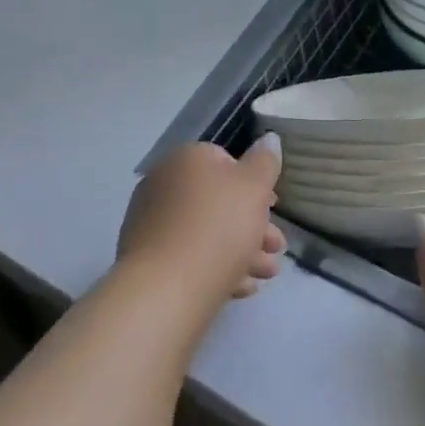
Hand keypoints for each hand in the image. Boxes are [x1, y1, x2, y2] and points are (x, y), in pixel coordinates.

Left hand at [117, 138, 285, 308]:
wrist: (166, 287)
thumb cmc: (218, 227)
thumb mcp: (254, 188)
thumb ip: (265, 162)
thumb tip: (269, 138)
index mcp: (187, 159)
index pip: (225, 161)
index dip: (255, 184)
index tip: (274, 208)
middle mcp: (164, 183)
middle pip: (218, 201)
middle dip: (253, 224)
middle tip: (276, 247)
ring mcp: (152, 221)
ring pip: (206, 231)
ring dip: (242, 250)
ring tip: (267, 274)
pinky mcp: (148, 257)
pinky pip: (190, 255)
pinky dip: (217, 267)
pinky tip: (241, 287)